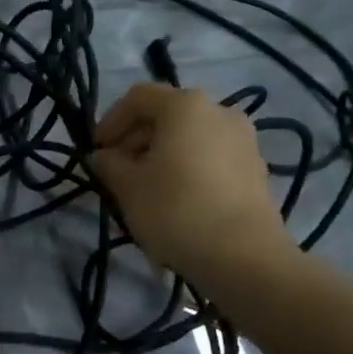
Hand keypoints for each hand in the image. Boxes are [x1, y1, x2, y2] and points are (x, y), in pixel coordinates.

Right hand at [90, 83, 295, 282]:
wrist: (243, 256)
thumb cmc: (176, 210)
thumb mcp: (127, 187)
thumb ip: (109, 164)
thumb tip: (103, 156)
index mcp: (185, 106)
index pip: (138, 98)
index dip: (110, 121)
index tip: (97, 150)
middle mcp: (219, 111)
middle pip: (167, 115)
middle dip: (136, 139)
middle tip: (116, 171)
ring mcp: (243, 140)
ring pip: (189, 137)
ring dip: (161, 154)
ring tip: (144, 188)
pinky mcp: (255, 168)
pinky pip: (210, 157)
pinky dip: (187, 167)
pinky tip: (175, 199)